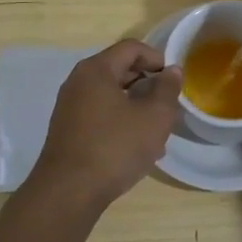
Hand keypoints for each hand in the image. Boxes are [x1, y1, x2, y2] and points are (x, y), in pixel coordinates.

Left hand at [26, 39, 181, 212]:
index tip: (173, 80)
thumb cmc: (115, 147)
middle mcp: (78, 82)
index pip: (131, 48)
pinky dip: (120, 121)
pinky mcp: (67, 130)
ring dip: (136, 106)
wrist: (68, 193)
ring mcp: (69, 107)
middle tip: (167, 105)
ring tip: (156, 130)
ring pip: (111, 95)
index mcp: (96, 70)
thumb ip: (167, 89)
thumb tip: (172, 71)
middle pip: (119, 69)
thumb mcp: (154, 117)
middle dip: (147, 84)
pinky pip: (100, 114)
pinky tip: (136, 147)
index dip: (156, 58)